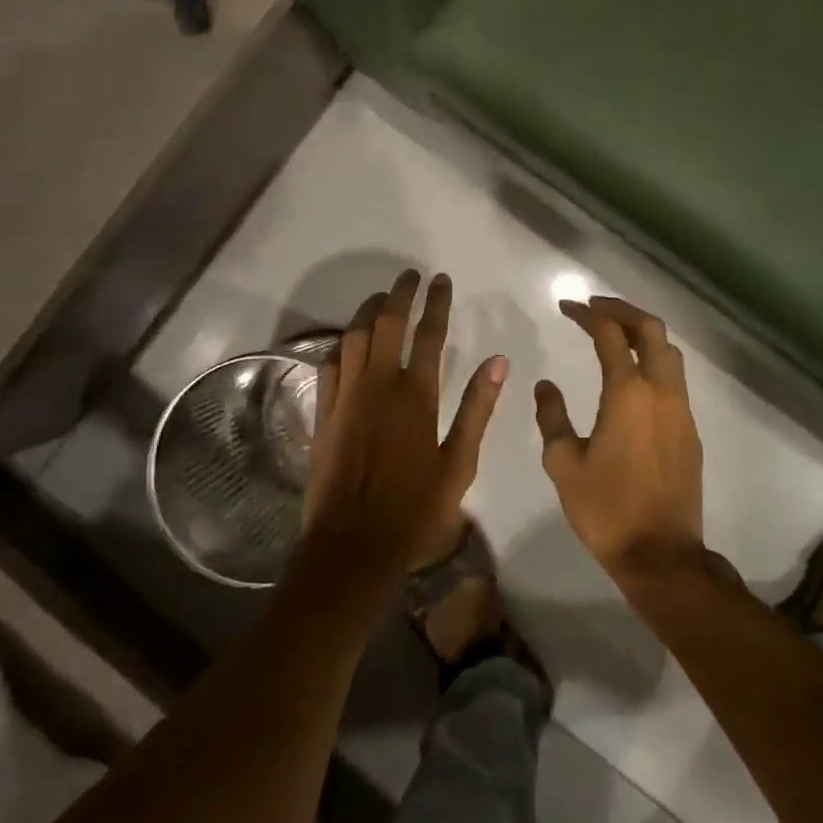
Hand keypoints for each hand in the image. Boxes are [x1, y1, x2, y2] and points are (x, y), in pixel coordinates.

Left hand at [302, 271, 507, 590]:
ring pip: (353, 337)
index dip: (436, 303)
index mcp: (417, 396)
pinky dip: (340, 344)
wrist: (354, 546)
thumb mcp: (459, 464)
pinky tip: (347, 340)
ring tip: (380, 297)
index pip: (428, 334)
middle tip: (410, 276)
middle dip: (399, 294)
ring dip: (367, 310)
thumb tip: (498, 361)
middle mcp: (379, 386)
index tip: (441, 280)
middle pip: (386, 323)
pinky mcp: (324, 413)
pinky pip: (329, 365)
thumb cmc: (415, 510)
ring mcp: (346, 397)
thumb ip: (477, 409)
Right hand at [535, 297, 705, 580]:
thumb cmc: (606, 509)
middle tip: (595, 307)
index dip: (587, 314)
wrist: (661, 556)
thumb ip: (552, 416)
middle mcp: (661, 392)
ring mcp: (681, 411)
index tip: (567, 306)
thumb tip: (546, 385)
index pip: (609, 334)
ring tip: (614, 334)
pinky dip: (653, 361)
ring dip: (642, 334)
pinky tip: (633, 377)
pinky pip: (674, 379)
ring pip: (669, 352)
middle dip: (623, 310)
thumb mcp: (563, 463)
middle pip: (651, 330)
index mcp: (627, 393)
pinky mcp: (690, 431)